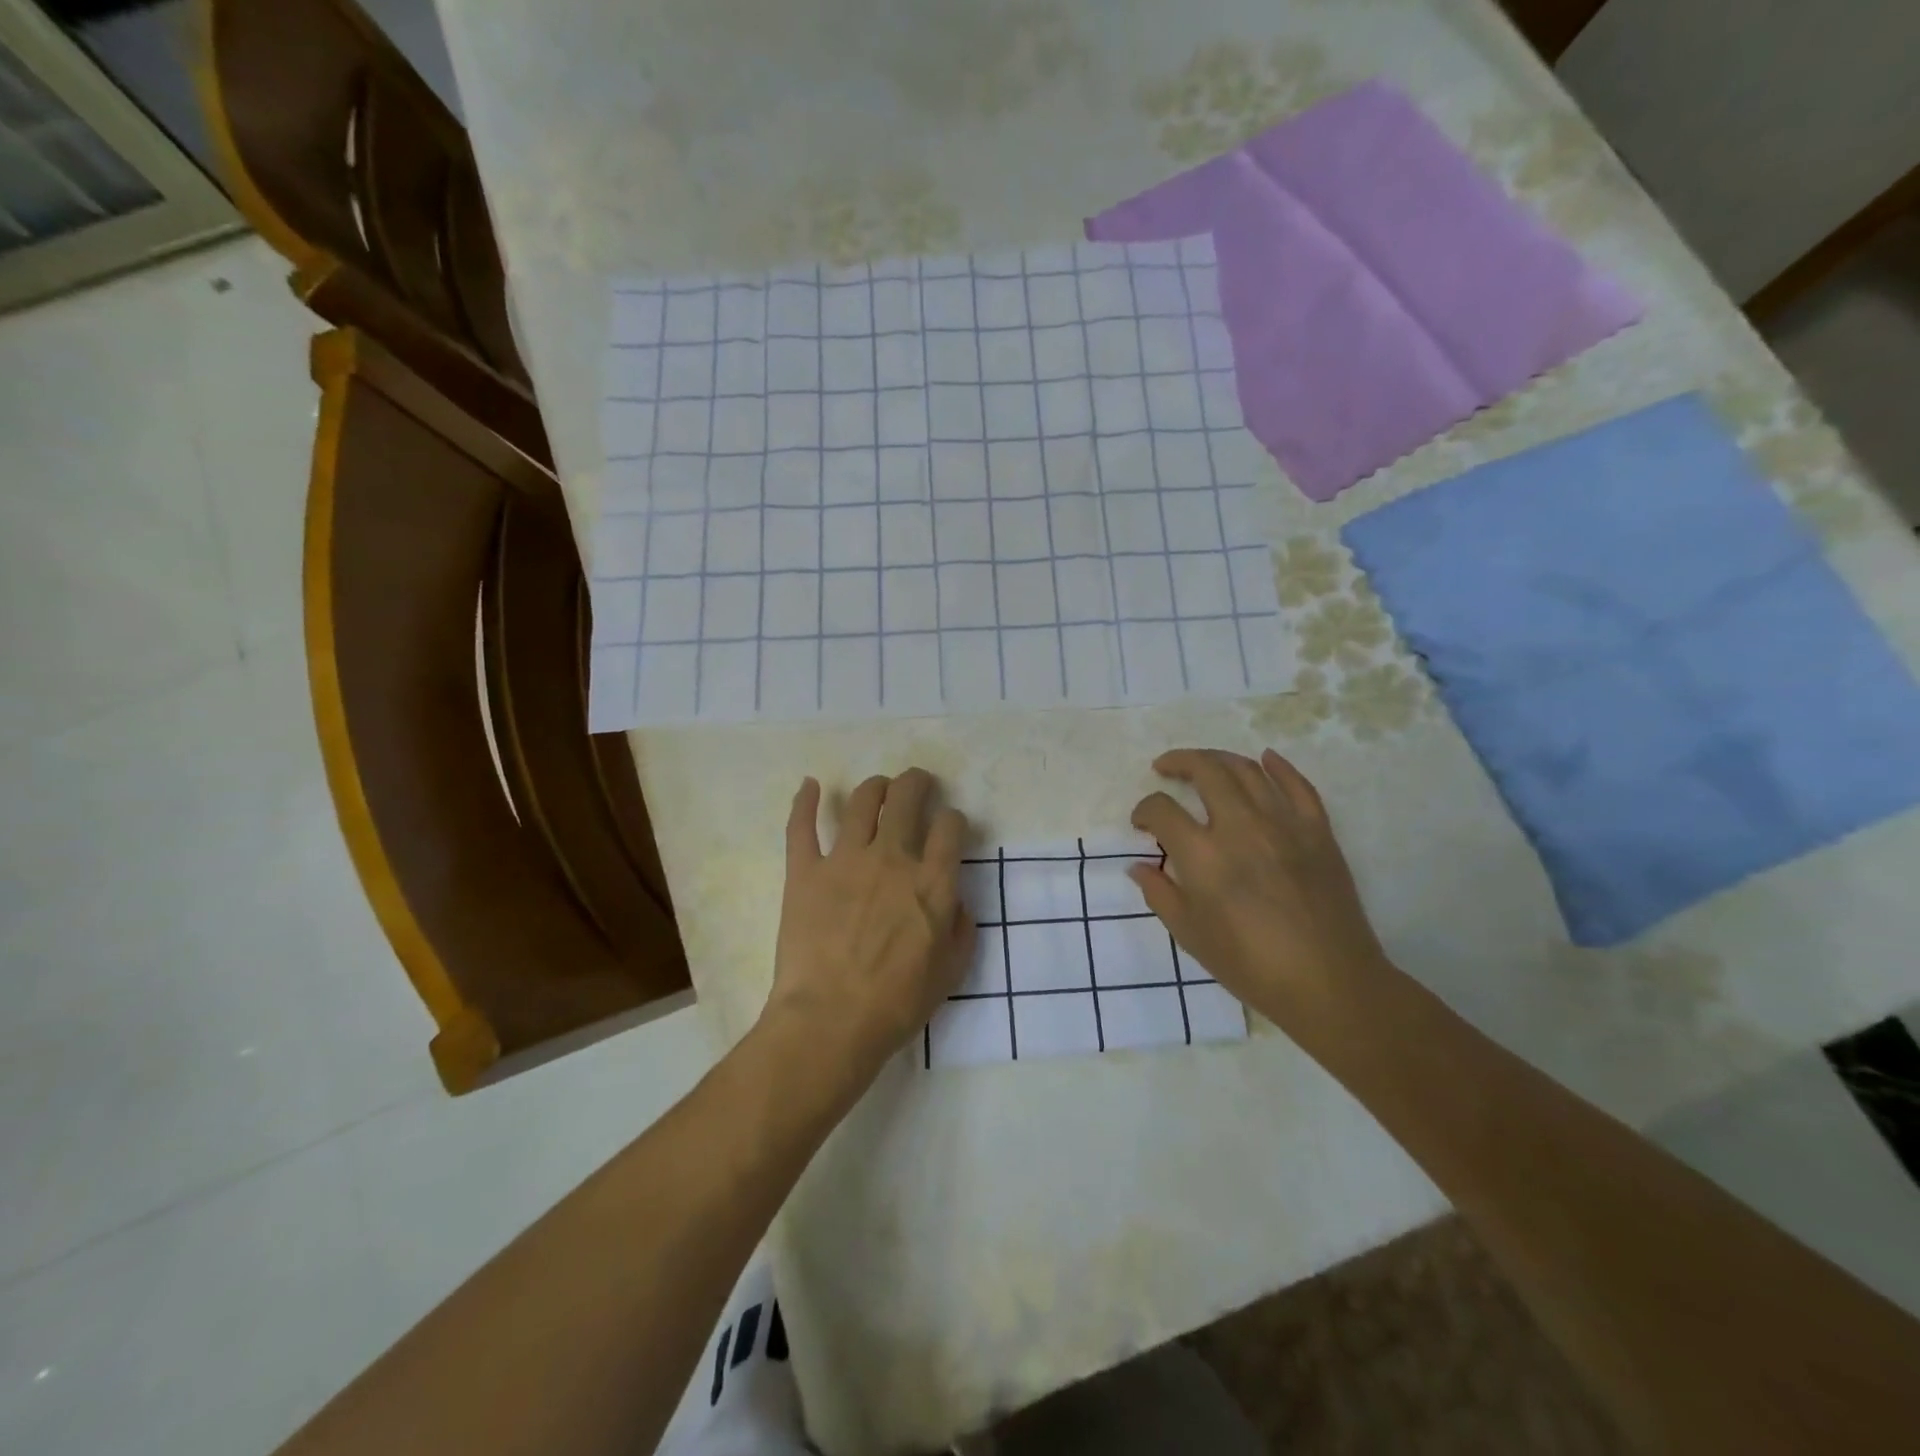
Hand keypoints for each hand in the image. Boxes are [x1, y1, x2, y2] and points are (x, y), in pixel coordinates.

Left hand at [763, 769, 974, 1084]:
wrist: (830, 1021)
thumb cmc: (896, 1003)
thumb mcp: (950, 972)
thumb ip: (961, 928)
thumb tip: (955, 900)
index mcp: (932, 882)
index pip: (950, 826)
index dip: (953, 820)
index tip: (950, 827)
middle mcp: (892, 858)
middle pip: (906, 798)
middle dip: (916, 783)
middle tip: (918, 783)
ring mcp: (844, 860)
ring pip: (861, 802)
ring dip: (875, 787)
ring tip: (879, 788)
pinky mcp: (805, 871)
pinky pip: (802, 826)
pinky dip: (804, 801)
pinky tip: (810, 785)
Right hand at [1130, 748, 1391, 1030]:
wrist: (1328, 983)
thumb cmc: (1251, 966)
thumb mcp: (1191, 935)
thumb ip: (1161, 894)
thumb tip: (1139, 867)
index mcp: (1203, 855)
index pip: (1162, 810)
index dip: (1144, 810)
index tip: (1141, 823)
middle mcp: (1241, 827)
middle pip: (1205, 770)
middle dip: (1178, 762)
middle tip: (1165, 768)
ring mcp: (1284, 824)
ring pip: (1248, 769)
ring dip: (1219, 759)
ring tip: (1204, 764)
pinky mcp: (1318, 831)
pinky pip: (1298, 785)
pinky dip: (1280, 766)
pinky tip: (1266, 759)